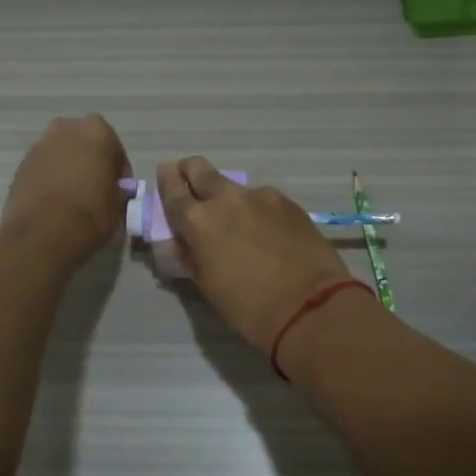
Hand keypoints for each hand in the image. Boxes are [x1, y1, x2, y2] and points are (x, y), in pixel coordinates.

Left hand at [0, 115, 130, 267]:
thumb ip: (118, 188)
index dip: (118, 171)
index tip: (118, 190)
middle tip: (94, 187)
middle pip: (83, 143)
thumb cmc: (91, 212)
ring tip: (72, 197)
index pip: (115, 148)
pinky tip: (54, 202)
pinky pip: (42, 169)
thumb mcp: (120, 202)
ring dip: (67, 168)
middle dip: (89, 161)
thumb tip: (112, 190)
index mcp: (97, 131)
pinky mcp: (20, 166)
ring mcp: (39, 146)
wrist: (44, 233)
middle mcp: (66, 129)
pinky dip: (49, 179)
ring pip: (60, 154)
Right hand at [156, 157, 351, 353]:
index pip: (173, 188)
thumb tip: (185, 239)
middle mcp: (226, 198)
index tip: (165, 173)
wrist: (309, 307)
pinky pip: (264, 200)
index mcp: (198, 220)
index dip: (167, 179)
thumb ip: (190, 253)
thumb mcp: (206, 285)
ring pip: (235, 187)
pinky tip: (268, 233)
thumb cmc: (248, 307)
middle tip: (194, 187)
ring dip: (230, 199)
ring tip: (240, 225)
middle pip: (201, 168)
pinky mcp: (288, 202)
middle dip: (192, 173)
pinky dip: (259, 211)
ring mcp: (261, 196)